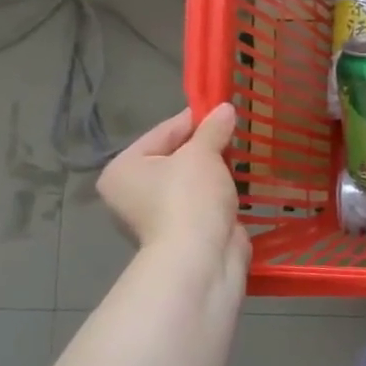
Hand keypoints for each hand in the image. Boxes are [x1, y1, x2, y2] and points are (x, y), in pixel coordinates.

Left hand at [98, 104, 246, 274]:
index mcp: (124, 169)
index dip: (196, 120)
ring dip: (215, 171)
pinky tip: (239, 184)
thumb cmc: (189, 198)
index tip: (223, 110)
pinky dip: (219, 193)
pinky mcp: (184, 231)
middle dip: (207, 147)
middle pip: (176, 156)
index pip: (164, 132)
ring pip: (191, 181)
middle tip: (235, 134)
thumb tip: (226, 108)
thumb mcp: (202, 154)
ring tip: (241, 157)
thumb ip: (213, 129)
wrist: (201, 258)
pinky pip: (203, 201)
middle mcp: (133, 192)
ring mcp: (158, 215)